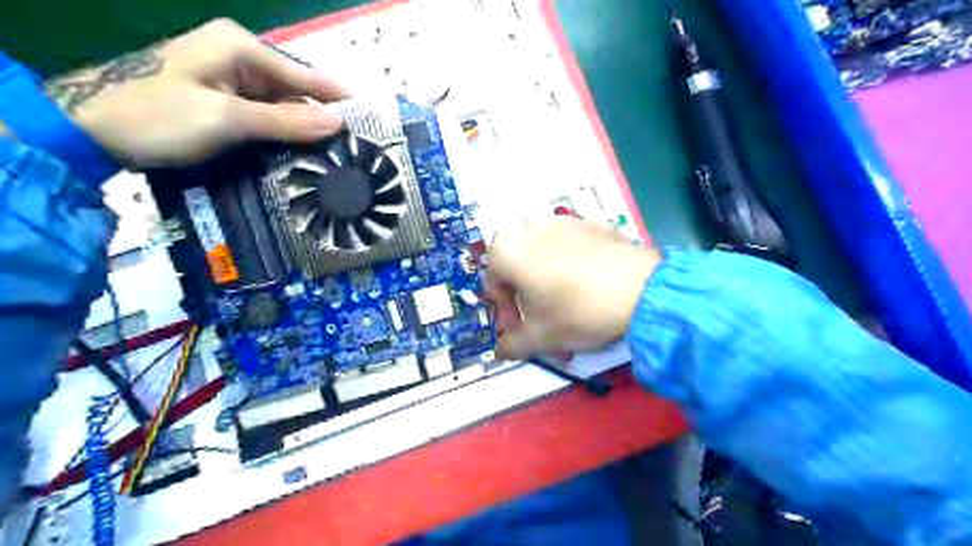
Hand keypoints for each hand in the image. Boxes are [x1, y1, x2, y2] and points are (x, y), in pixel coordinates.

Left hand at [47, 16, 348, 168]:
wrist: (88, 128)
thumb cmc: (157, 116)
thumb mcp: (227, 119)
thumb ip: (286, 120)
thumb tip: (338, 122)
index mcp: (242, 48)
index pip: (306, 74)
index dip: (339, 98)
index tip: (372, 121)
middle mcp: (240, 56)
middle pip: (297, 89)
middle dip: (323, 118)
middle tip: (355, 149)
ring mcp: (230, 77)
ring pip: (283, 104)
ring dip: (304, 129)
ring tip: (337, 157)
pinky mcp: (223, 98)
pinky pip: (266, 114)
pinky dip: (283, 133)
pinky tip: (301, 153)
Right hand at [486, 218, 660, 362]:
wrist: (641, 290)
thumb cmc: (578, 312)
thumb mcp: (540, 337)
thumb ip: (512, 345)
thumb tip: (501, 351)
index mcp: (506, 251)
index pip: (493, 285)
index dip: (506, 314)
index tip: (523, 331)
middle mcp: (527, 228)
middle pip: (518, 268)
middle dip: (527, 298)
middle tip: (543, 321)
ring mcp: (561, 221)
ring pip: (543, 257)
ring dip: (547, 283)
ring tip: (568, 307)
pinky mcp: (590, 223)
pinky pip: (569, 247)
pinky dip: (570, 266)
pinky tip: (589, 287)